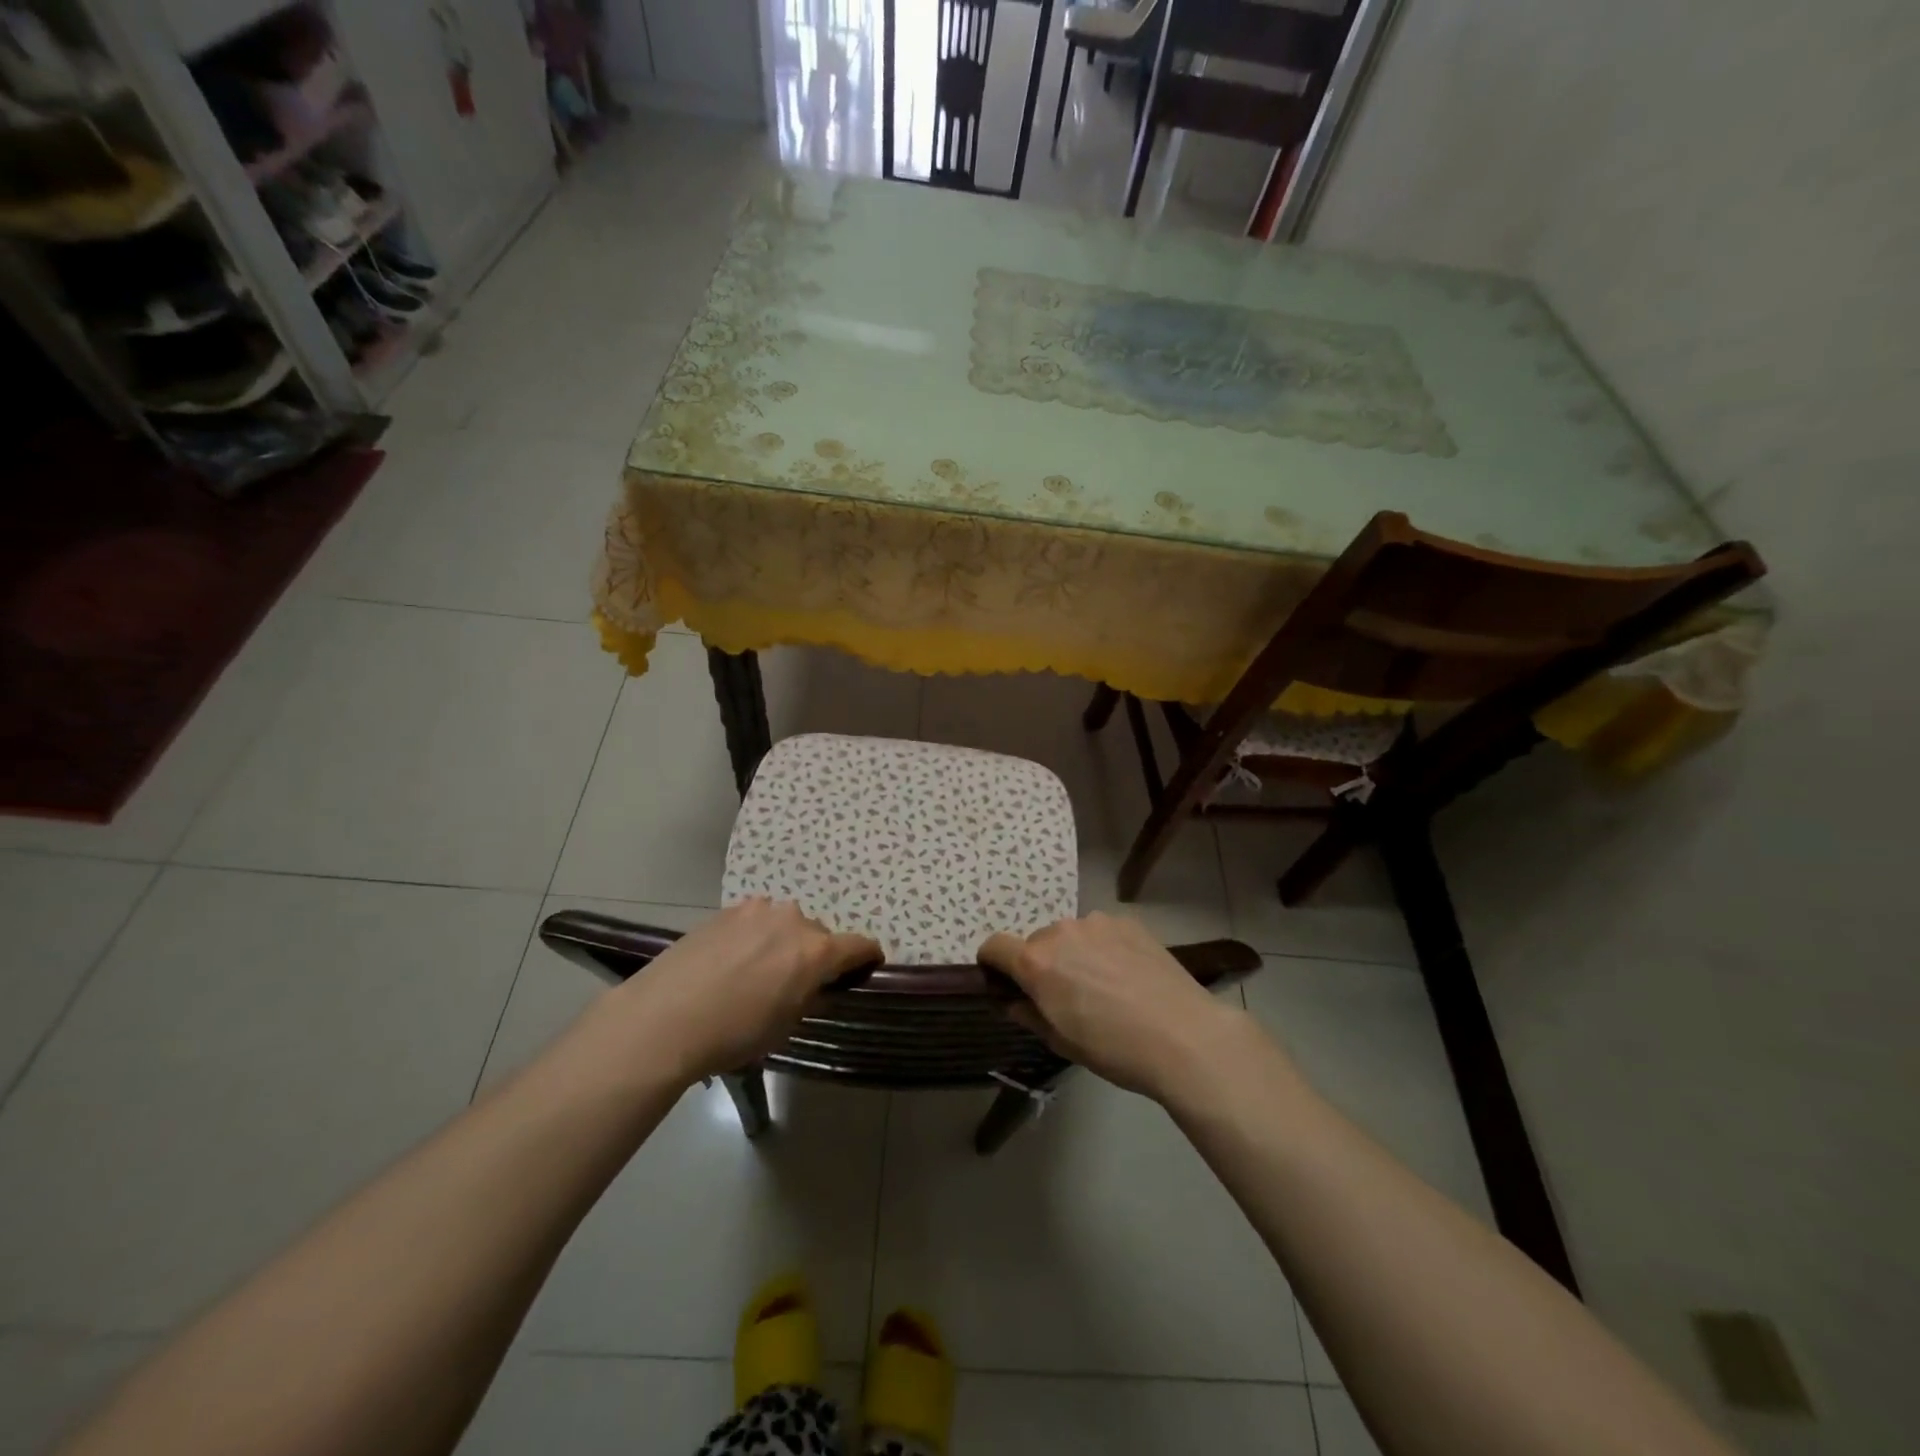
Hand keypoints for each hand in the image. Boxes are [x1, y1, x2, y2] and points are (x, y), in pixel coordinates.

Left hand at [595, 899, 879, 1085]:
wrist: (662, 1018)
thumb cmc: (733, 1034)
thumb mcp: (785, 1026)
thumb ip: (812, 997)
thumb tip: (819, 986)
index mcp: (816, 951)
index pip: (860, 945)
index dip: (867, 959)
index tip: (865, 970)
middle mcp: (794, 920)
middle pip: (820, 934)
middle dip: (817, 955)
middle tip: (797, 984)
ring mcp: (758, 910)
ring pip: (786, 924)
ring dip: (784, 943)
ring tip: (758, 972)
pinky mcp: (727, 911)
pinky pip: (756, 922)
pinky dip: (755, 937)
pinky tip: (732, 963)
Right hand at [978, 913, 1248, 1100]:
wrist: (1183, 1036)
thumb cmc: (1114, 1049)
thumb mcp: (1061, 1042)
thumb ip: (1029, 1014)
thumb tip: (1014, 1001)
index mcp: (1036, 962)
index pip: (994, 946)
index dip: (993, 964)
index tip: (1006, 983)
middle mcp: (1060, 932)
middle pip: (1036, 942)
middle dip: (1042, 964)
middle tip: (1067, 996)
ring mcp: (1096, 922)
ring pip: (1070, 935)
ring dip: (1075, 954)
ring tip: (1105, 986)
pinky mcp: (1128, 922)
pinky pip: (1101, 932)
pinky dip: (1104, 948)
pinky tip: (1128, 975)